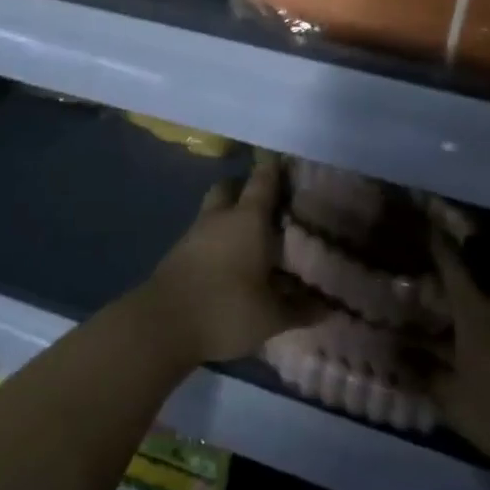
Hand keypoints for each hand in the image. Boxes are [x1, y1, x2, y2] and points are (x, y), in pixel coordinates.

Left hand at [137, 152, 322, 365]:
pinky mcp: (177, 253)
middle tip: (268, 206)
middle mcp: (220, 217)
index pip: (263, 181)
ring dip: (229, 216)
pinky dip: (215, 239)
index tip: (288, 163)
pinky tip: (228, 261)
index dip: (275, 168)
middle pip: (231, 187)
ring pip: (214, 211)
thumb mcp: (272, 316)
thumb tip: (327, 307)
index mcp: (248, 220)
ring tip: (251, 238)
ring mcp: (194, 233)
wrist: (162, 325)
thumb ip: (300, 309)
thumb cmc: (226, 309)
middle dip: (246, 189)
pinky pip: (202, 234)